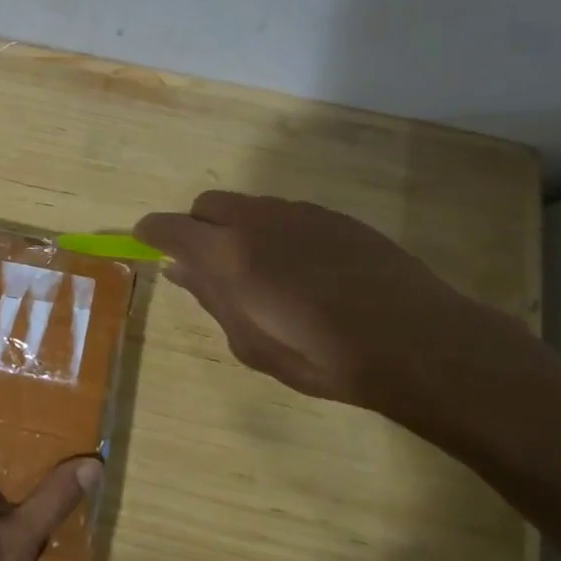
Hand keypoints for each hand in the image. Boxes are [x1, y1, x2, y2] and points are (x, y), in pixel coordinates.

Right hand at [134, 191, 528, 418]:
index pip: (169, 227)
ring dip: (238, 229)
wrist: (414, 340)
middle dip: (197, 226)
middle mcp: (256, 220)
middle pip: (207, 204)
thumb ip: (212, 299)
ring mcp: (298, 212)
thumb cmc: (321, 356)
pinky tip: (303, 269)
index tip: (146, 243)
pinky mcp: (334, 216)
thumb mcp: (251, 343)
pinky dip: (276, 232)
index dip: (151, 233)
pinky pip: (286, 214)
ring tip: (262, 272)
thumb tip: (181, 271)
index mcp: (226, 254)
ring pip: (249, 206)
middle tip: (209, 265)